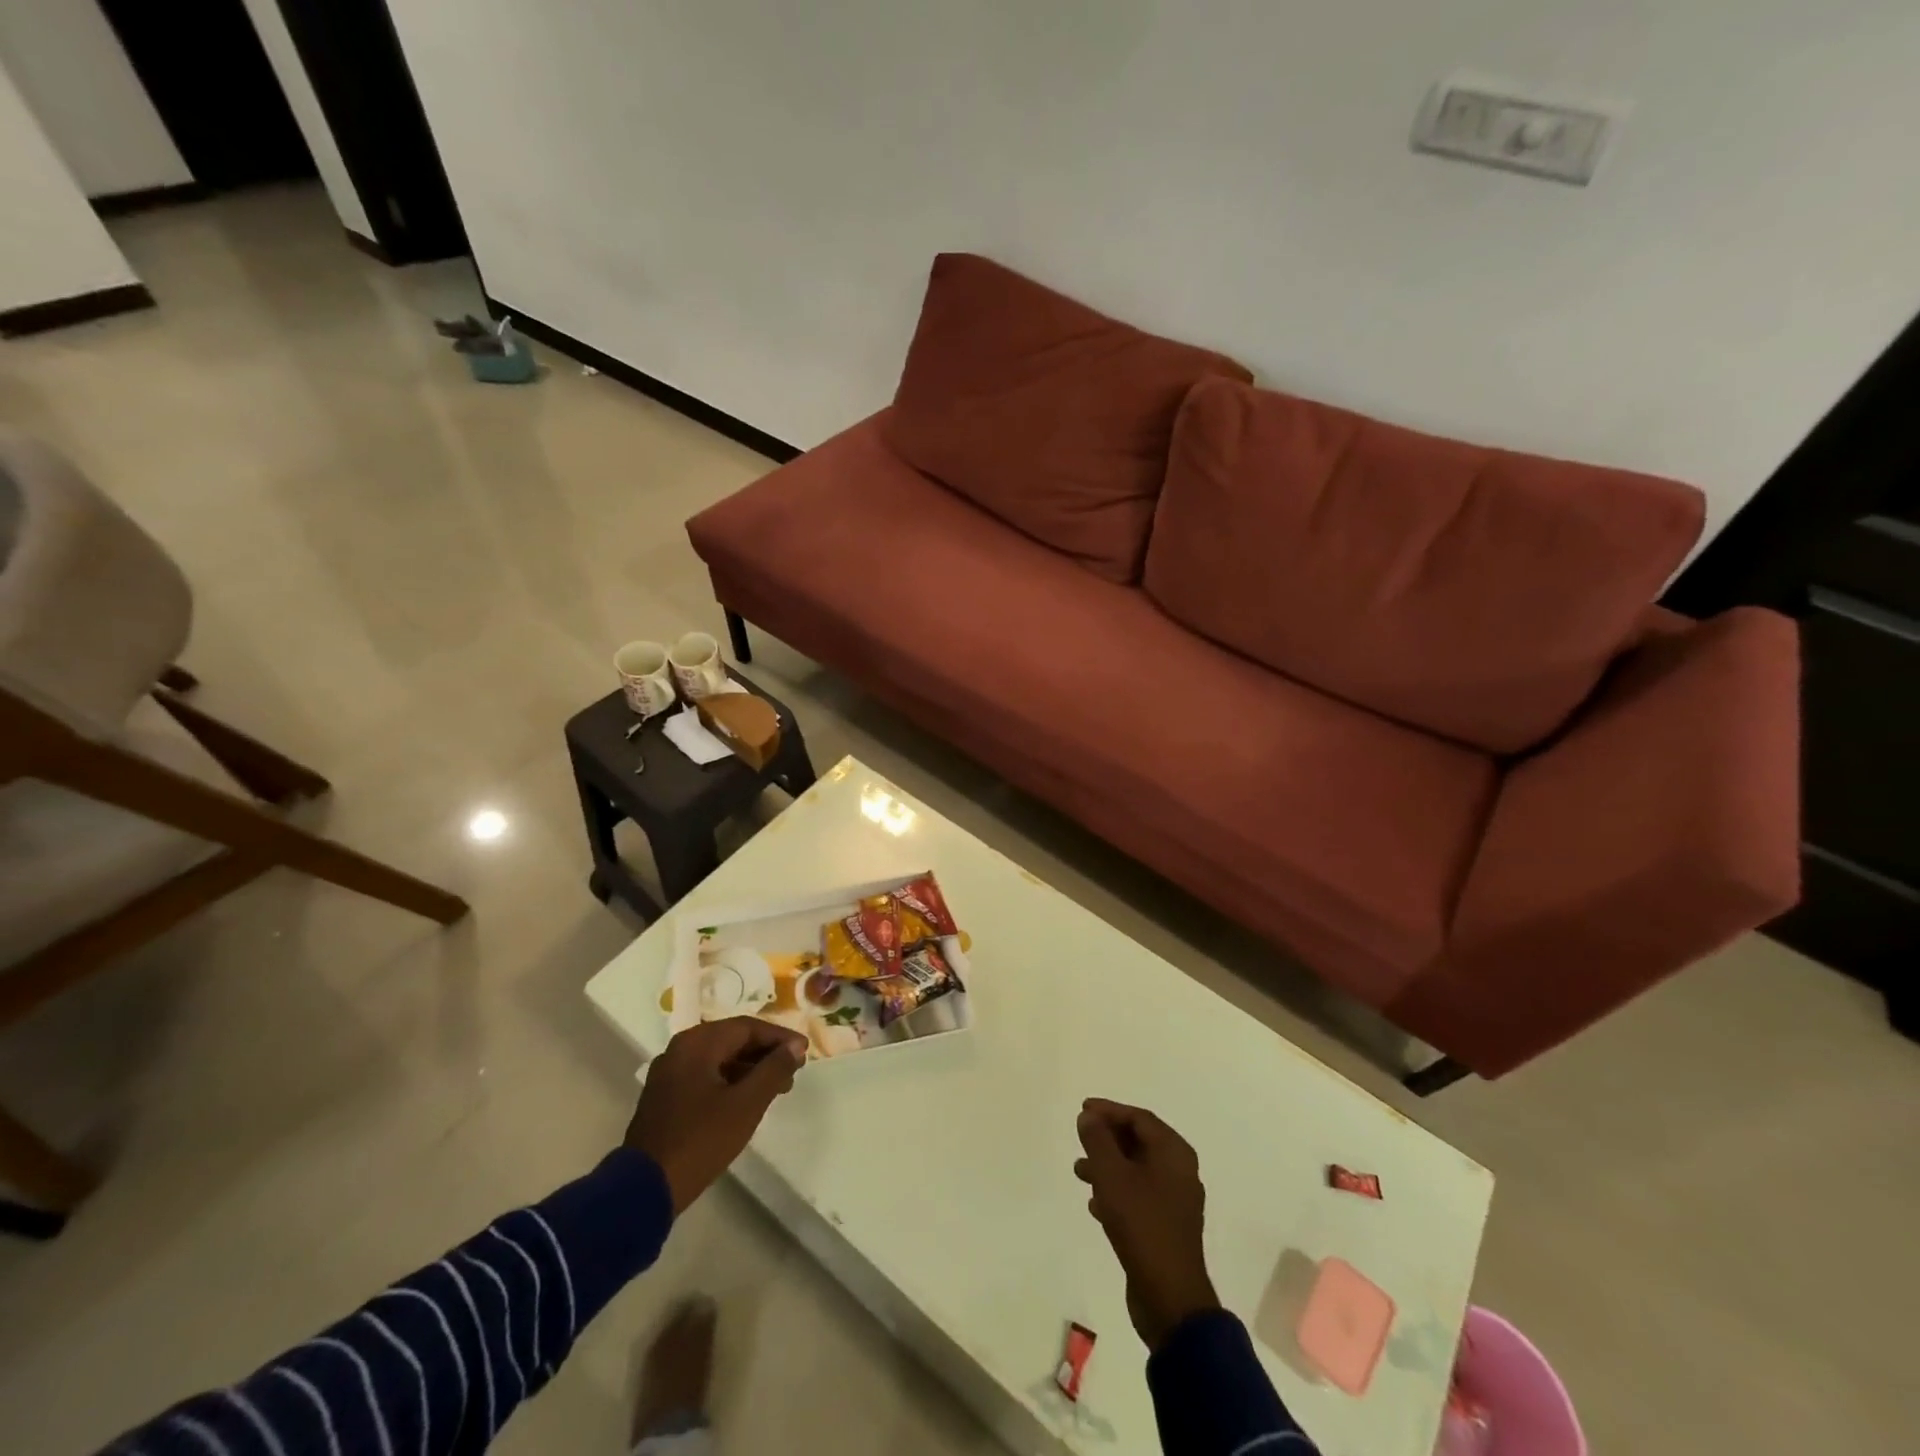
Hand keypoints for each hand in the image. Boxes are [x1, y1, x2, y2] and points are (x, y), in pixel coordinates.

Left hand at [625, 1018, 806, 1212]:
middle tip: (794, 1070)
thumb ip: (774, 1070)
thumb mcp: (746, 1104)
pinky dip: (730, 1082)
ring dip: (749, 1069)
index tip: (804, 1051)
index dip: (779, 1038)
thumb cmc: (700, 1140)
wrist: (644, 1189)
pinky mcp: (665, 1097)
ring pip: (719, 1059)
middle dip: (765, 1054)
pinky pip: (705, 1076)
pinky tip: (747, 1100)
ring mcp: (669, 1074)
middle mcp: (680, 1049)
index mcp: (697, 1043)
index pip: (747, 1027)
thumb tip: (795, 1047)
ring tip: (777, 1088)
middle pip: (732, 1040)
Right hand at [1075, 1098, 1220, 1351]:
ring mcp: (1175, 1201)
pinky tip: (1094, 1205)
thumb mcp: (1112, 1176)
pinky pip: (1139, 1196)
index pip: (1139, 1118)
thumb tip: (1089, 1117)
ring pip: (1136, 1170)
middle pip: (1139, 1142)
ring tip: (1079, 1172)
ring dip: (1108, 1166)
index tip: (1083, 1110)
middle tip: (1081, 1138)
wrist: (1170, 1297)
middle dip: (1107, 1139)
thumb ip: (1098, 1141)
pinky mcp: (1167, 1227)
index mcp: (1174, 1153)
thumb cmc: (1142, 1224)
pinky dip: (1117, 1192)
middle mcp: (1180, 1171)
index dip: (1109, 1111)